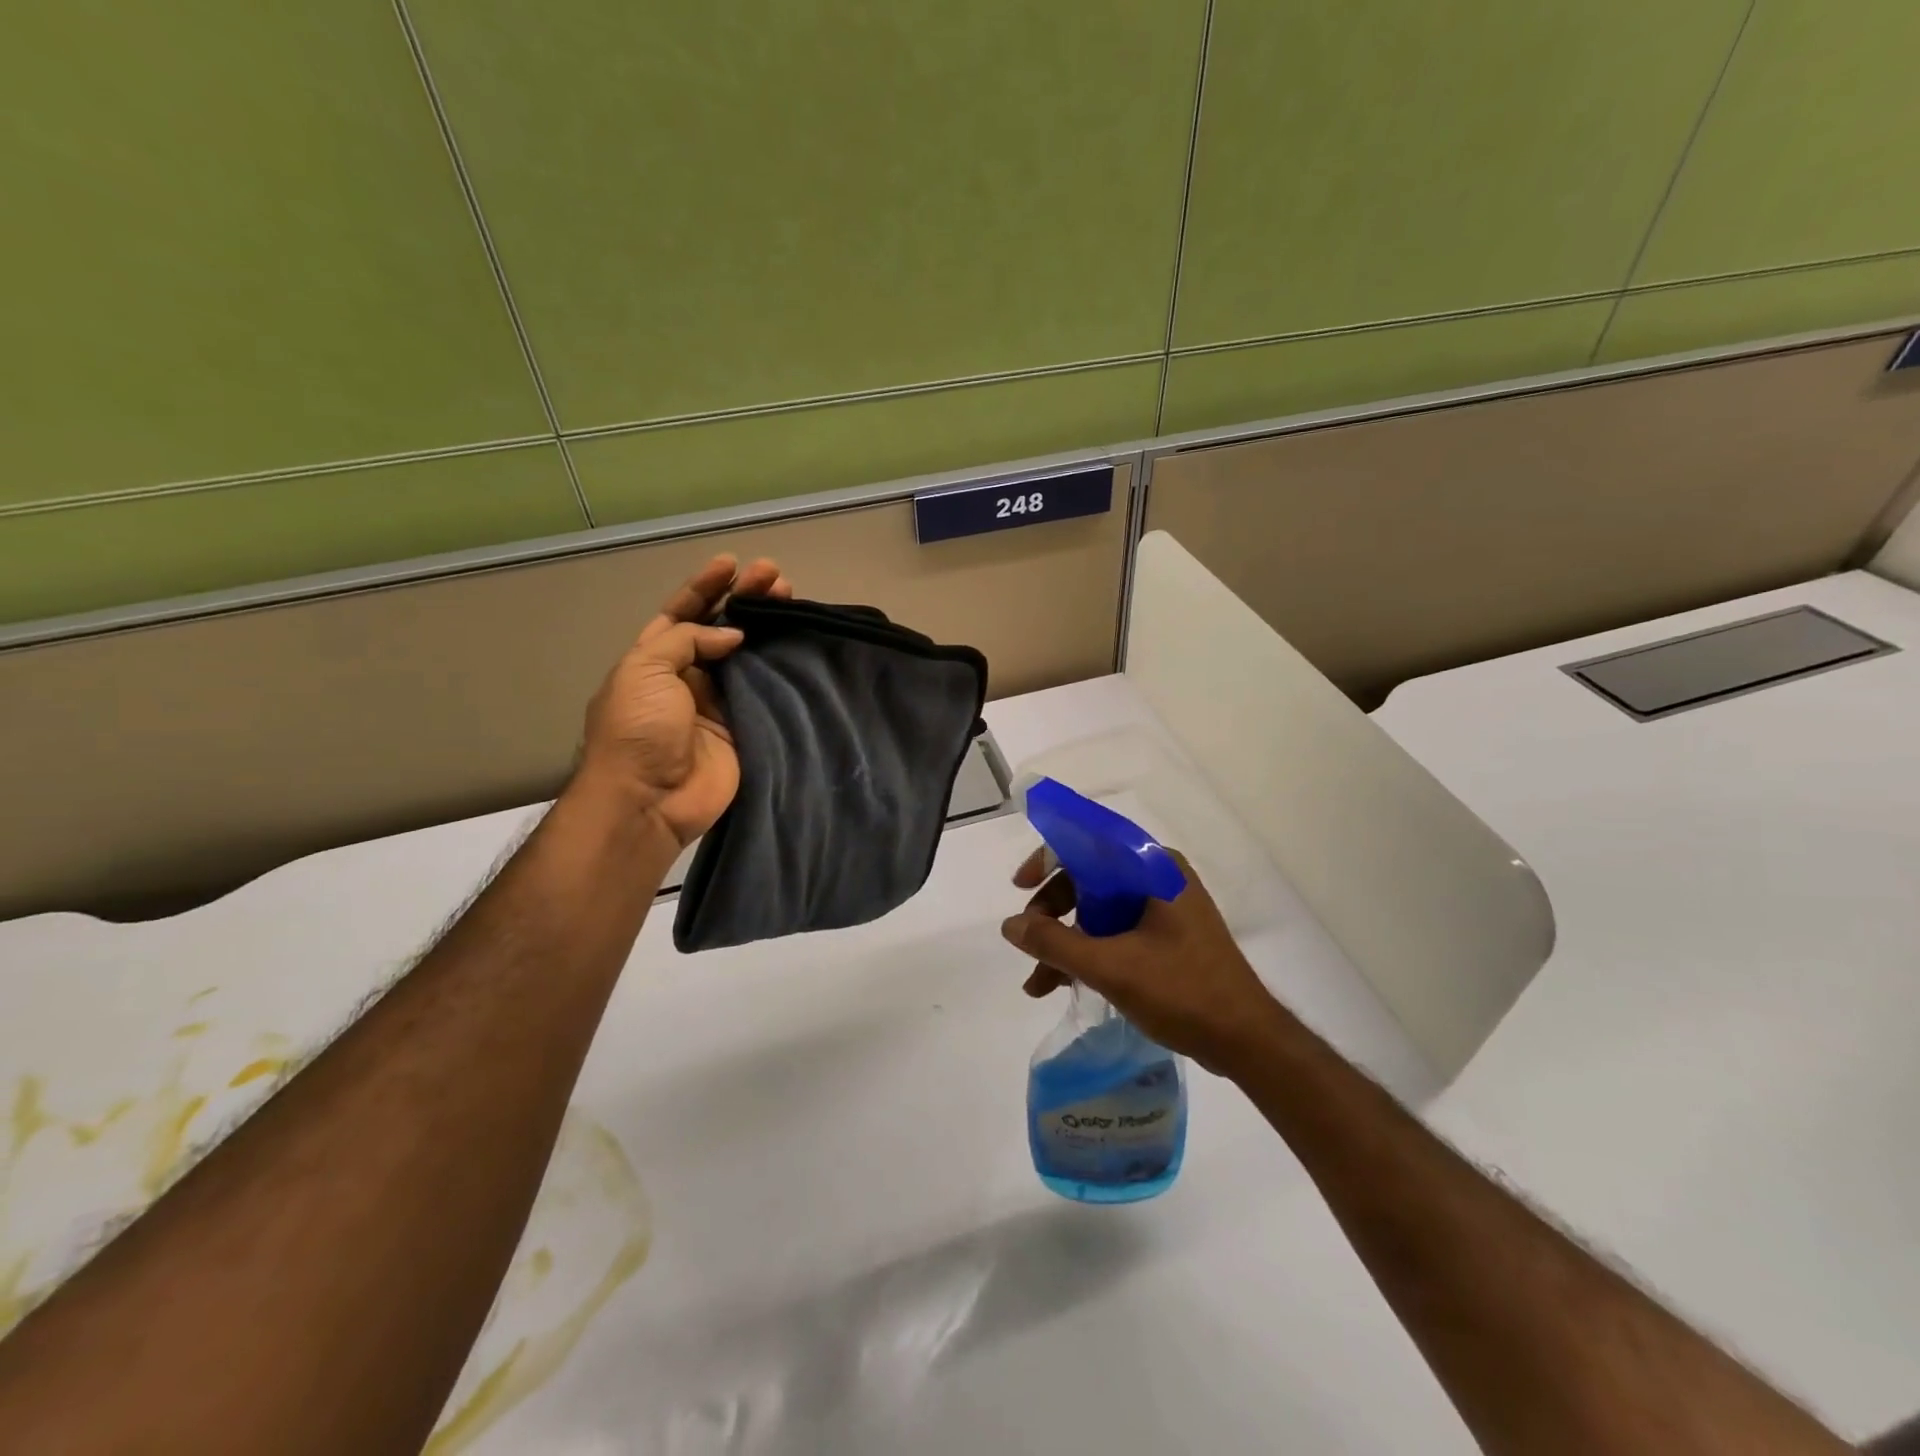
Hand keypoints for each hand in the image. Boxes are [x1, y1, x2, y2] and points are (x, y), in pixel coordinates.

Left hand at [576, 554, 791, 846]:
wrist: (651, 800)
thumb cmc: (638, 729)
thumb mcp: (645, 670)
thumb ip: (687, 641)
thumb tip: (733, 635)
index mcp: (654, 659)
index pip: (682, 613)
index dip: (705, 587)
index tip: (732, 563)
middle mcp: (687, 677)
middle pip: (720, 629)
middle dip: (744, 600)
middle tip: (775, 577)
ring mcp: (718, 703)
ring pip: (748, 657)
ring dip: (768, 629)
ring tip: (793, 600)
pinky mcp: (744, 727)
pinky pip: (765, 691)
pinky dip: (780, 668)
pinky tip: (798, 646)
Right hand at [1001, 848, 1288, 1075]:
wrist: (1246, 1040)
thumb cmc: (1183, 992)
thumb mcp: (1111, 966)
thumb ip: (1054, 943)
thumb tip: (1010, 925)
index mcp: (1152, 868)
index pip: (1089, 842)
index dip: (1048, 859)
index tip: (1021, 887)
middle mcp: (1157, 878)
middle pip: (1088, 879)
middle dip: (1052, 912)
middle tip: (1029, 942)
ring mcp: (1162, 909)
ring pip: (1097, 910)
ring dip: (1064, 942)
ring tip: (1037, 983)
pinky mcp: (1165, 938)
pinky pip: (1113, 932)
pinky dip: (1087, 954)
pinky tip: (1061, 986)